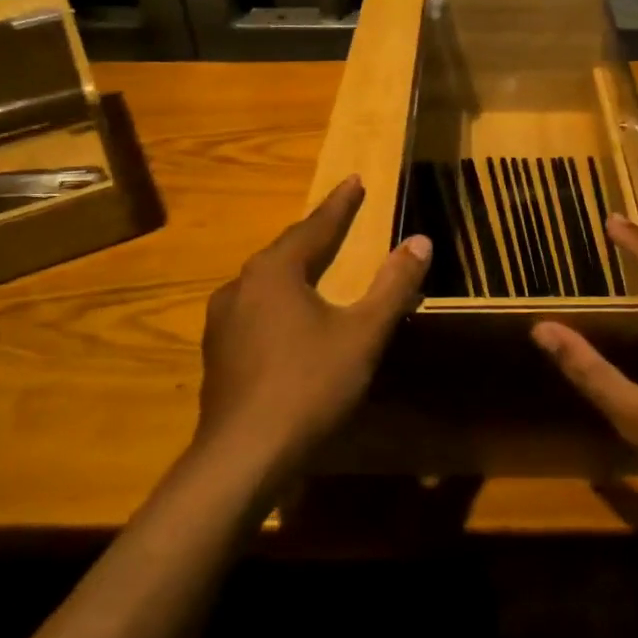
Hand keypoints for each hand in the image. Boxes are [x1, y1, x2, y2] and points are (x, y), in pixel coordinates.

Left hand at [195, 176, 431, 480]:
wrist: (242, 457)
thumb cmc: (309, 386)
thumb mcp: (363, 334)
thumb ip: (393, 285)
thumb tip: (420, 240)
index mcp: (275, 271)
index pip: (315, 226)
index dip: (340, 204)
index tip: (354, 180)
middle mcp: (242, 285)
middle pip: (286, 250)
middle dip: (315, 233)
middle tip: (339, 218)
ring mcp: (223, 320)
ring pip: (265, 281)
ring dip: (293, 267)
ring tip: (314, 263)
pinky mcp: (217, 353)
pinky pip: (254, 309)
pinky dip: (278, 300)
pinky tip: (287, 317)